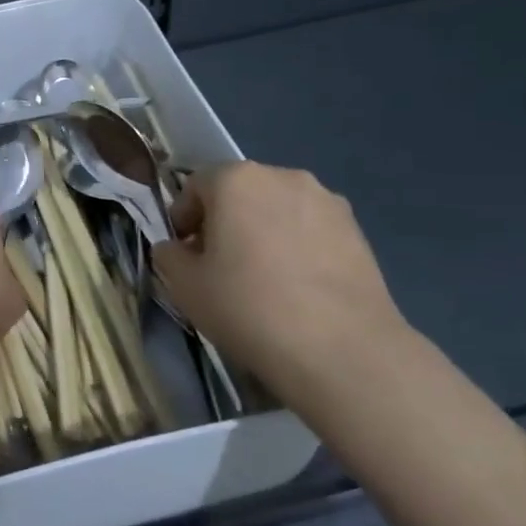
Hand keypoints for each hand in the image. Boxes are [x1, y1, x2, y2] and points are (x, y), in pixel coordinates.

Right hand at [151, 162, 417, 392]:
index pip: (196, 186)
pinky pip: (311, 229)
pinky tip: (298, 287)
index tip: (184, 254)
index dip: (183, 218)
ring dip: (263, 231)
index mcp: (236, 179)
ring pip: (278, 209)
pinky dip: (297, 246)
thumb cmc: (248, 307)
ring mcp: (326, 200)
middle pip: (240, 192)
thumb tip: (175, 248)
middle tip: (219, 266)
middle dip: (224, 222)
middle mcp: (282, 176)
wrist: (341, 350)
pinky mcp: (357, 230)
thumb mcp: (185, 287)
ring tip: (263, 278)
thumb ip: (169, 256)